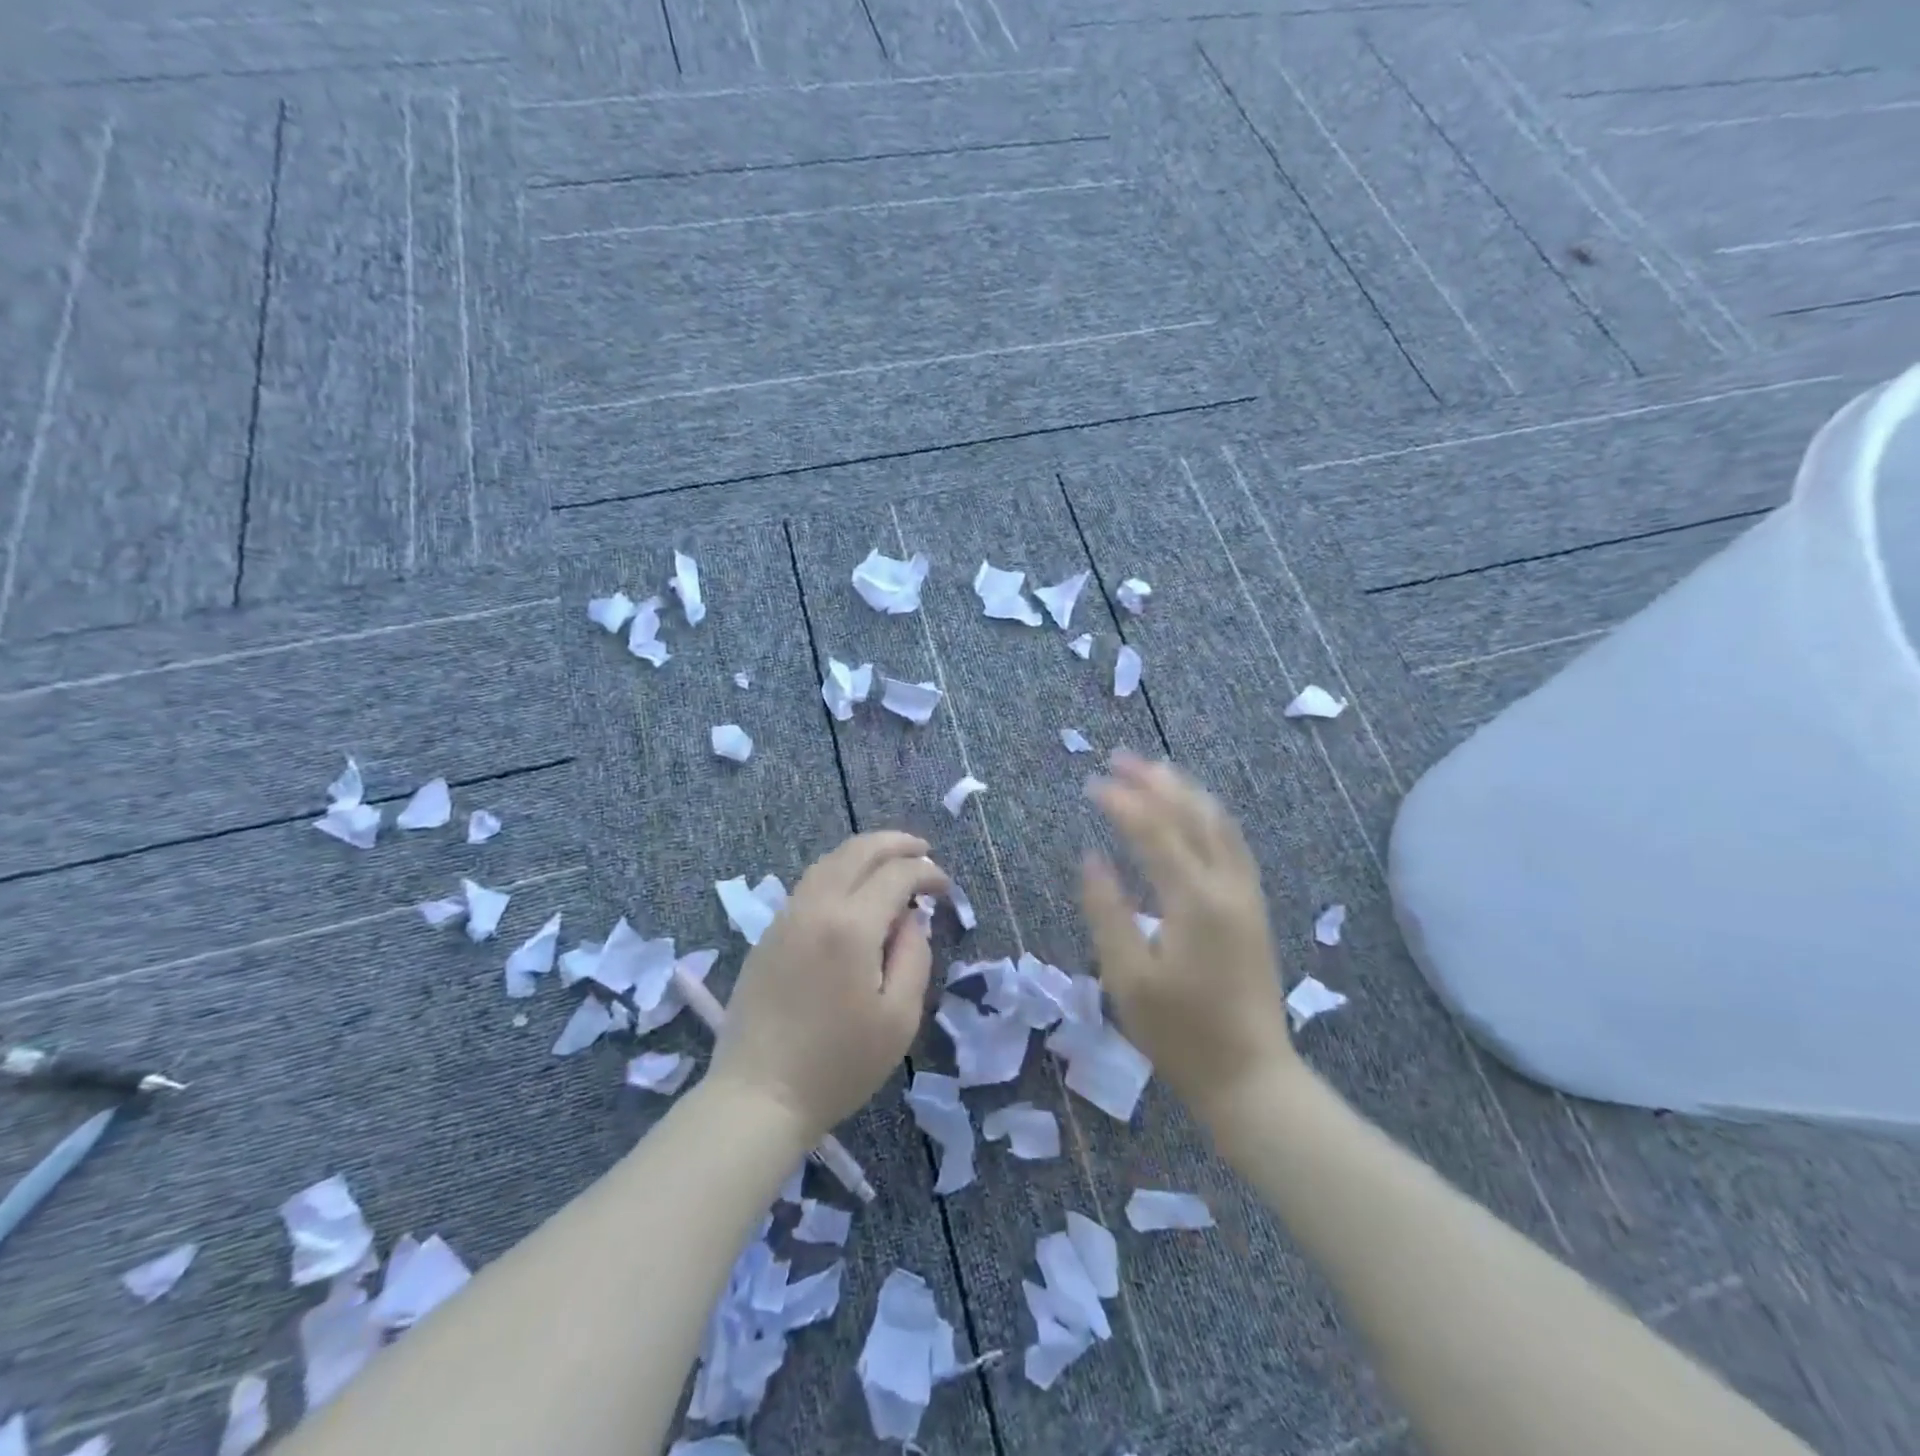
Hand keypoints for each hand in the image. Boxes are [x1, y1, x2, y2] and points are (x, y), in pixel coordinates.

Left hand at [710, 832, 947, 1139]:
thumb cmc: (838, 1064)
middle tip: (923, 851)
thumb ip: (915, 956)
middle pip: (858, 851)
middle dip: (896, 843)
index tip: (945, 888)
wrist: (758, 1096)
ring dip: (865, 853)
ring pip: (829, 861)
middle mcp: (815, 906)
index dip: (927, 873)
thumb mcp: (899, 1018)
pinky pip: (810, 884)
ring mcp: (786, 916)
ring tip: (891, 863)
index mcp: (851, 925)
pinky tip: (854, 890)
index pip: (896, 874)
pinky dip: (839, 871)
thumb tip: (910, 918)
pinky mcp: (769, 933)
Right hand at [1081, 752, 1299, 1123]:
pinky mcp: (1253, 908)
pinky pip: (1231, 843)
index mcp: (1194, 901)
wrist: (1250, 1077)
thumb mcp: (1127, 977)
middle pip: (1193, 815)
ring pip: (1219, 824)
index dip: (1122, 802)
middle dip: (1156, 782)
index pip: (1154, 831)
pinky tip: (1193, 813)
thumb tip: (1090, 858)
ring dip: (1185, 792)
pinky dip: (1207, 816)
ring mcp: (1247, 895)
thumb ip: (1107, 912)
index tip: (1091, 783)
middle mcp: (1227, 886)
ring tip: (1155, 771)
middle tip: (1121, 758)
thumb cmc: (1180, 1034)